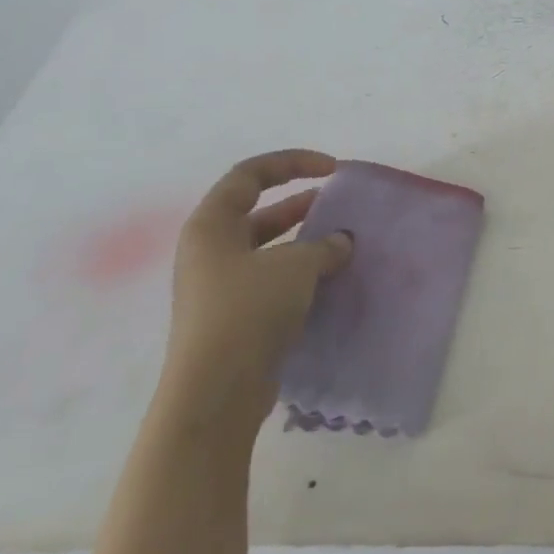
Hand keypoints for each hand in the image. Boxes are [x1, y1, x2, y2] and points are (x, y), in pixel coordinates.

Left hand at [162, 151, 352, 425]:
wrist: (217, 390)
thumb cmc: (247, 311)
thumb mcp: (294, 267)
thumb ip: (323, 246)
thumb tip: (341, 242)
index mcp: (211, 225)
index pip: (250, 174)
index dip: (292, 162)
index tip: (332, 169)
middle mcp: (210, 251)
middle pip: (258, 211)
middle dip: (301, 204)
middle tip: (339, 204)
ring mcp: (220, 286)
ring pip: (267, 249)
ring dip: (305, 242)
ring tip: (343, 242)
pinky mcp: (235, 317)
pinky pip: (272, 281)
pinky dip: (301, 274)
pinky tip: (331, 280)